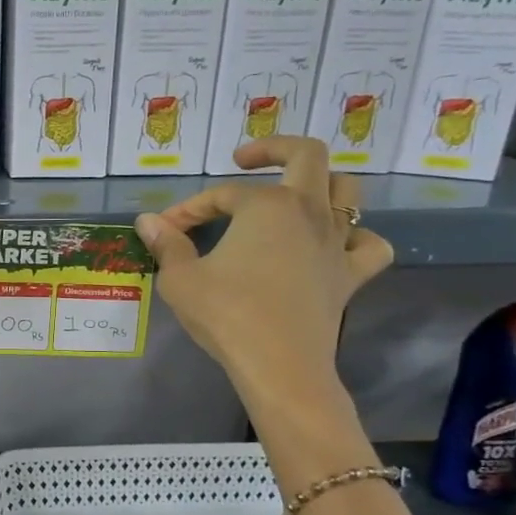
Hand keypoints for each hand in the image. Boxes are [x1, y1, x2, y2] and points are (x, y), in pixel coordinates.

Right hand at [135, 136, 392, 412]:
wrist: (279, 365)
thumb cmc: (226, 315)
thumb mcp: (180, 279)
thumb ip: (167, 245)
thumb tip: (147, 221)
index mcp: (266, 205)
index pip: (220, 195)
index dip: (188, 209)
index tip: (165, 229)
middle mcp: (308, 211)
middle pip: (306, 156)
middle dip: (272, 149)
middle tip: (244, 161)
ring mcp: (336, 242)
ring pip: (346, 191)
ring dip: (320, 184)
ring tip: (292, 195)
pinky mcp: (351, 275)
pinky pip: (368, 245)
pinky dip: (356, 238)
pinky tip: (335, 245)